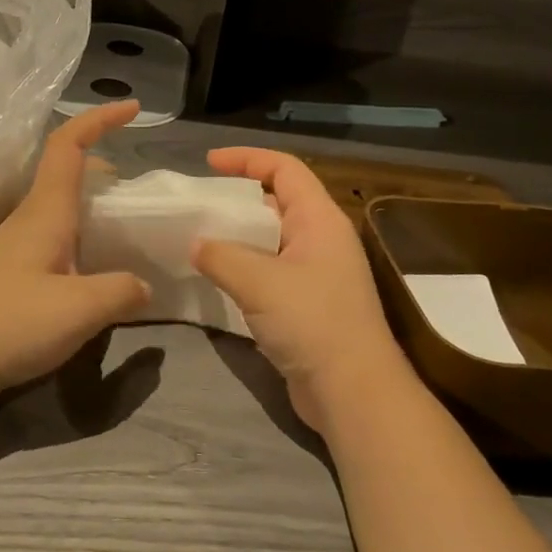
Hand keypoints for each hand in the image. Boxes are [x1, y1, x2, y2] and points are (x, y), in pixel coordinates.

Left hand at [0, 101, 151, 406]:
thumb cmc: (11, 321)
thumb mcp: (80, 309)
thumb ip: (120, 291)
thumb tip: (143, 285)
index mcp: (46, 210)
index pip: (69, 145)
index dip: (100, 119)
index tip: (133, 109)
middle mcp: (29, 218)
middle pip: (65, 171)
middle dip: (103, 165)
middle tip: (136, 190)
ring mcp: (15, 244)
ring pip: (59, 204)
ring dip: (91, 202)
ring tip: (122, 228)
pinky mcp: (10, 271)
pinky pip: (52, 234)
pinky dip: (79, 233)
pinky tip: (91, 268)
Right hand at [192, 148, 408, 432]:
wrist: (354, 393)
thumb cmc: (312, 322)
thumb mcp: (258, 281)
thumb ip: (221, 255)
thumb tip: (197, 244)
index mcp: (319, 219)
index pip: (284, 169)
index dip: (247, 159)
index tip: (209, 163)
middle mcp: (323, 239)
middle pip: (279, 200)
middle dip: (239, 198)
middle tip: (201, 204)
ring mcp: (319, 273)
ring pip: (273, 239)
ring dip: (240, 236)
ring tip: (201, 239)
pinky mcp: (310, 304)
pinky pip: (273, 270)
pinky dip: (246, 267)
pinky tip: (219, 279)